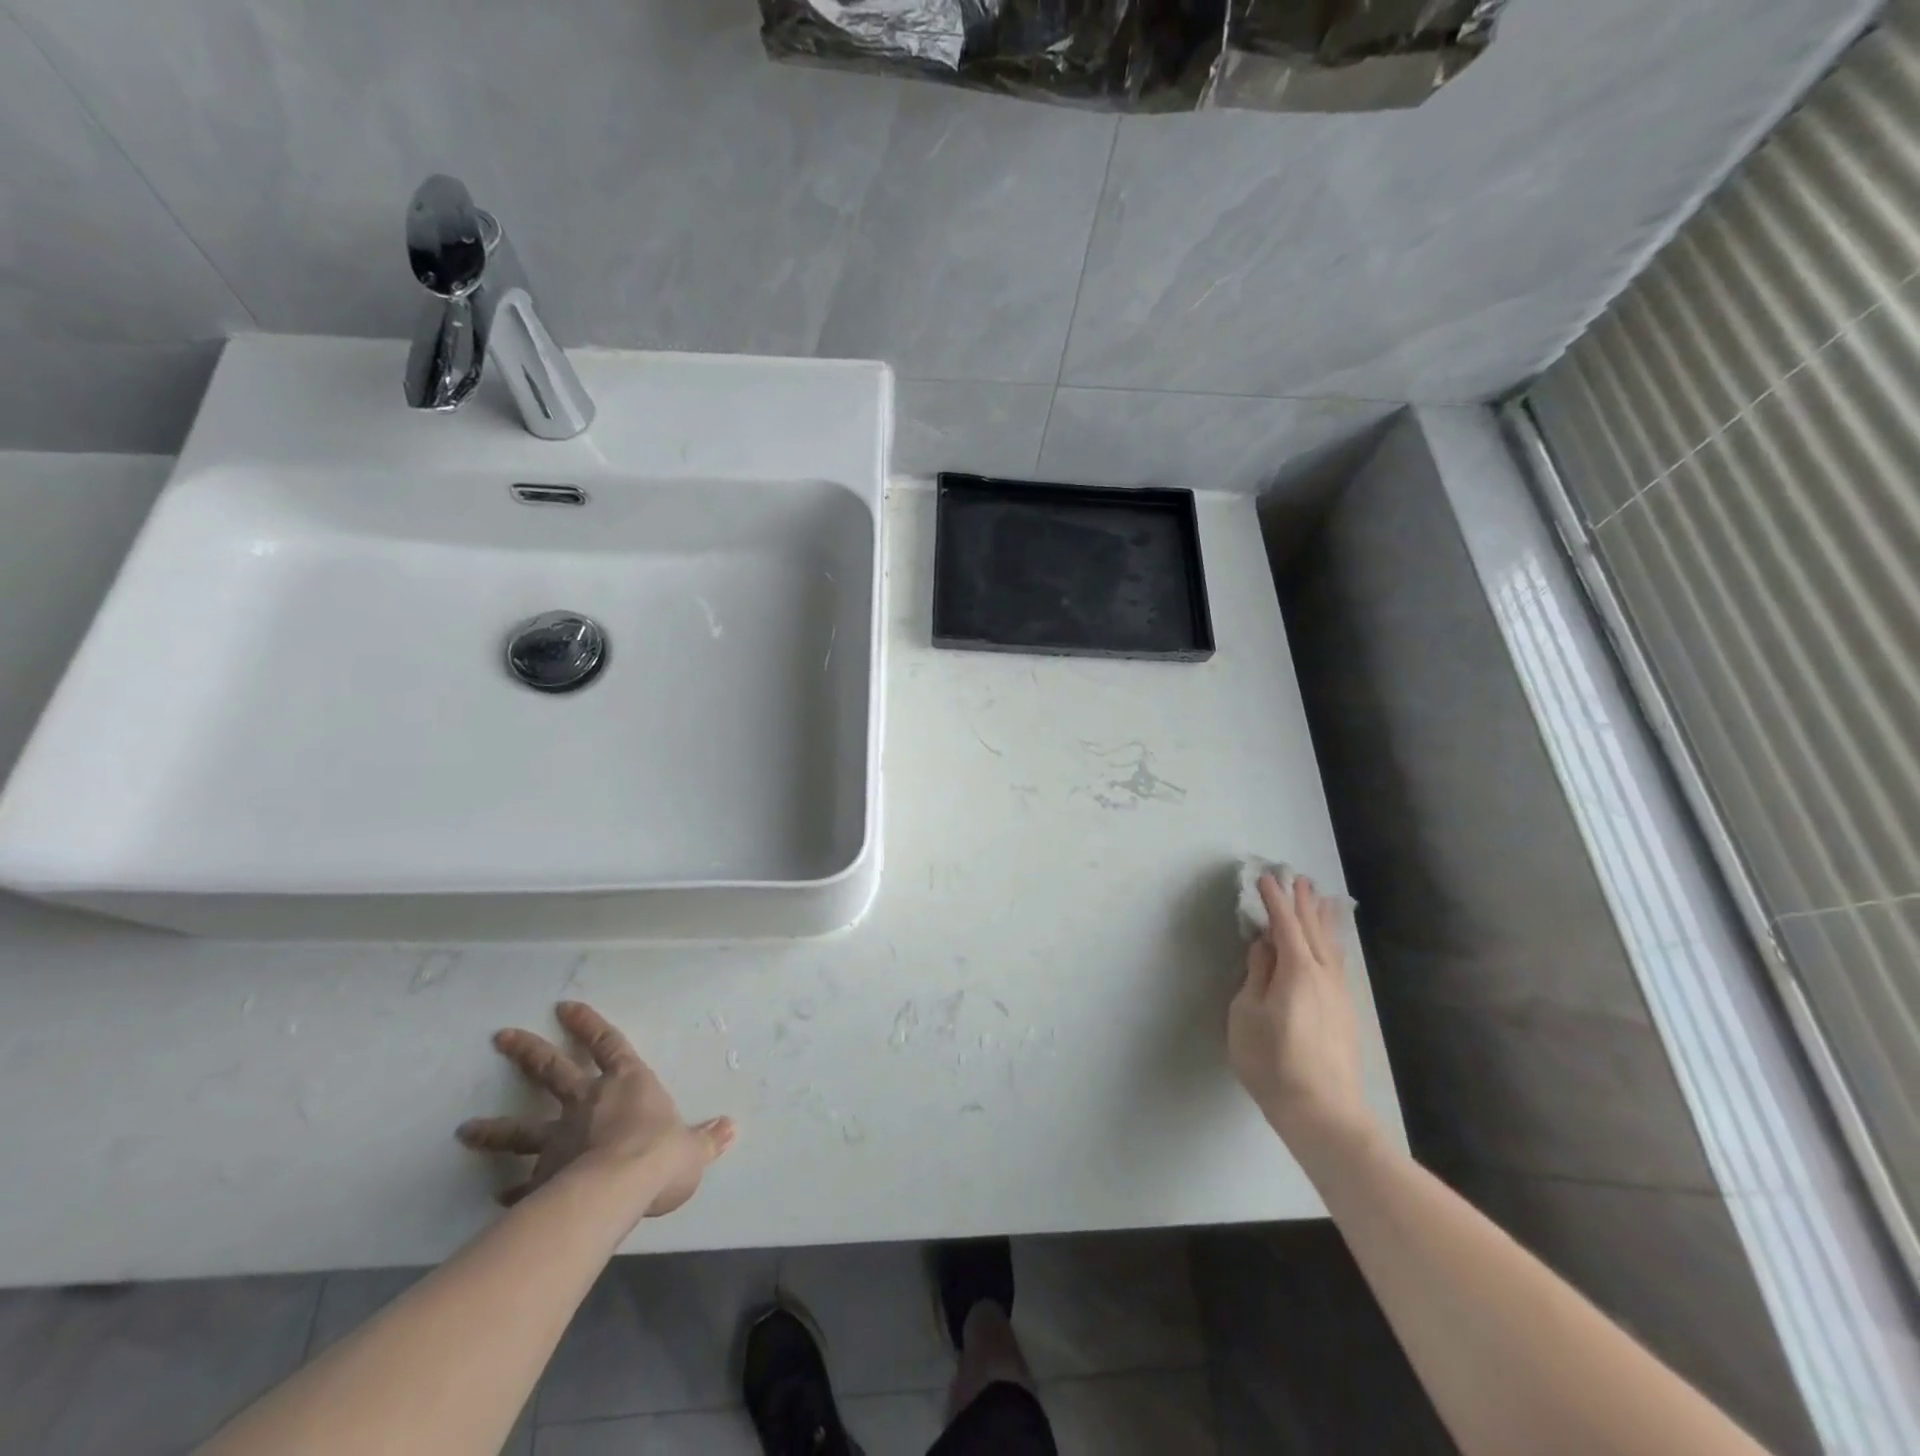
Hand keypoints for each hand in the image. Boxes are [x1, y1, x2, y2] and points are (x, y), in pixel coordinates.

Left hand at [458, 1001, 735, 1217]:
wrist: (619, 1188)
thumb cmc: (660, 1154)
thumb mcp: (693, 1148)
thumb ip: (706, 1139)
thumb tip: (730, 1128)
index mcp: (628, 1083)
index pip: (607, 1044)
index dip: (587, 1024)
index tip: (563, 1006)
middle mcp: (589, 1102)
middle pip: (553, 1071)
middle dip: (528, 1052)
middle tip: (501, 1036)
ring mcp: (561, 1138)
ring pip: (522, 1128)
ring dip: (494, 1129)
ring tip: (465, 1129)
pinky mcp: (544, 1176)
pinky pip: (524, 1183)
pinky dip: (511, 1190)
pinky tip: (497, 1197)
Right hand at [1229, 874, 1377, 1161]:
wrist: (1323, 1112)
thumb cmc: (1272, 1061)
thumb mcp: (1248, 1015)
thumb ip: (1257, 976)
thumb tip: (1264, 947)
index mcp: (1297, 970)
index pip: (1284, 925)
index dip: (1274, 900)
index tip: (1265, 878)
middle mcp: (1324, 975)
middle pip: (1313, 929)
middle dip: (1303, 902)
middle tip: (1297, 878)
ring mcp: (1340, 994)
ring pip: (1332, 946)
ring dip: (1323, 919)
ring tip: (1321, 898)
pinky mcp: (1347, 1013)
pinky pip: (1338, 962)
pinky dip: (1333, 942)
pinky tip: (1331, 945)